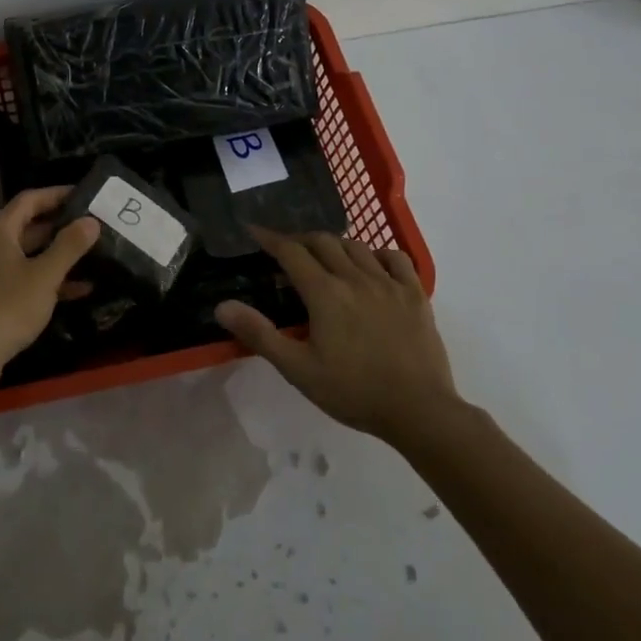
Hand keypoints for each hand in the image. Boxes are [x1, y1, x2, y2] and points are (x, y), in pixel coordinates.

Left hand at [0, 187, 100, 387]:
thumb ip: (69, 246)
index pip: (30, 199)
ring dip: (59, 255)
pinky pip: (27, 279)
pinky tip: (81, 290)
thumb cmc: (6, 306)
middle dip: (62, 225)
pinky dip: (50, 281)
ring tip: (95, 254)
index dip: (58, 194)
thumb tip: (91, 220)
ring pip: (30, 255)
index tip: (86, 194)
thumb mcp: (44, 275)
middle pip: (30, 226)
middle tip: (95, 224)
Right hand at [215, 228, 463, 446]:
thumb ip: (260, 334)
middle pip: (323, 241)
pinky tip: (371, 266)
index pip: (291, 252)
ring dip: (335, 245)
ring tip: (325, 257)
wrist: (419, 411)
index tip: (253, 230)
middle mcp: (356, 278)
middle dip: (300, 239)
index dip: (270, 238)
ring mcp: (389, 283)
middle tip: (287, 250)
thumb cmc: (353, 392)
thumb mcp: (298, 369)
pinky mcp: (415, 294)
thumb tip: (222, 306)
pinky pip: (395, 258)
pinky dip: (377, 254)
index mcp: (325, 293)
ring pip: (357, 246)